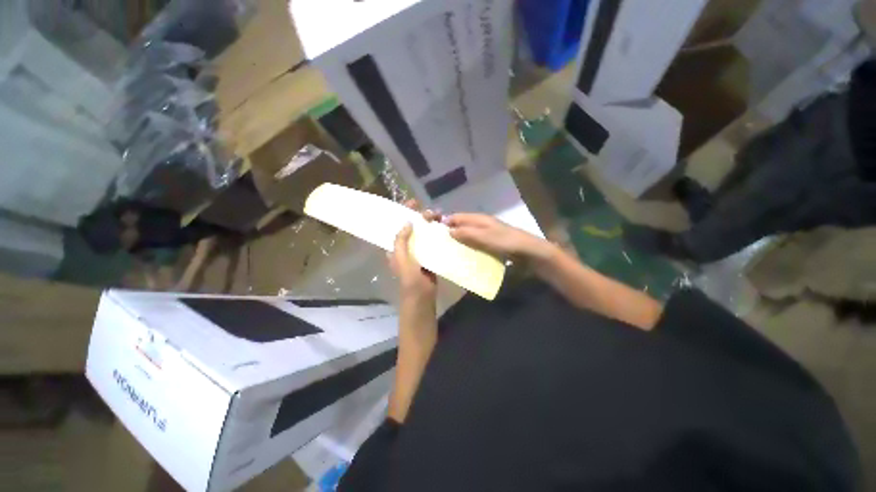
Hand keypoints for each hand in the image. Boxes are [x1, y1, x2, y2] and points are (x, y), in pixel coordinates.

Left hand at [389, 201, 437, 303]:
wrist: (422, 296)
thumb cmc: (409, 279)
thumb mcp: (402, 260)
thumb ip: (401, 241)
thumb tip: (407, 222)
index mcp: (396, 247)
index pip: (398, 225)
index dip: (404, 212)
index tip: (414, 202)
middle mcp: (406, 246)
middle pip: (413, 227)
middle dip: (421, 217)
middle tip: (433, 212)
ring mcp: (418, 250)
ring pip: (423, 233)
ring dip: (430, 224)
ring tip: (440, 217)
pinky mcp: (429, 255)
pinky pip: (432, 241)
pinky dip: (437, 234)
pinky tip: (444, 229)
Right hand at [446, 213, 551, 259]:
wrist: (528, 251)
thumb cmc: (506, 242)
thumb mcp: (485, 237)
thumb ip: (467, 233)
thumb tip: (448, 230)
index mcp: (478, 219)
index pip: (456, 217)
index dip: (445, 223)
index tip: (433, 233)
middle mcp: (480, 224)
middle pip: (461, 226)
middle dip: (450, 233)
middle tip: (439, 245)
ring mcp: (486, 234)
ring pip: (467, 235)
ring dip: (459, 242)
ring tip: (448, 252)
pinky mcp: (490, 244)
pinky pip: (474, 244)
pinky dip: (468, 248)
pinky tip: (463, 257)